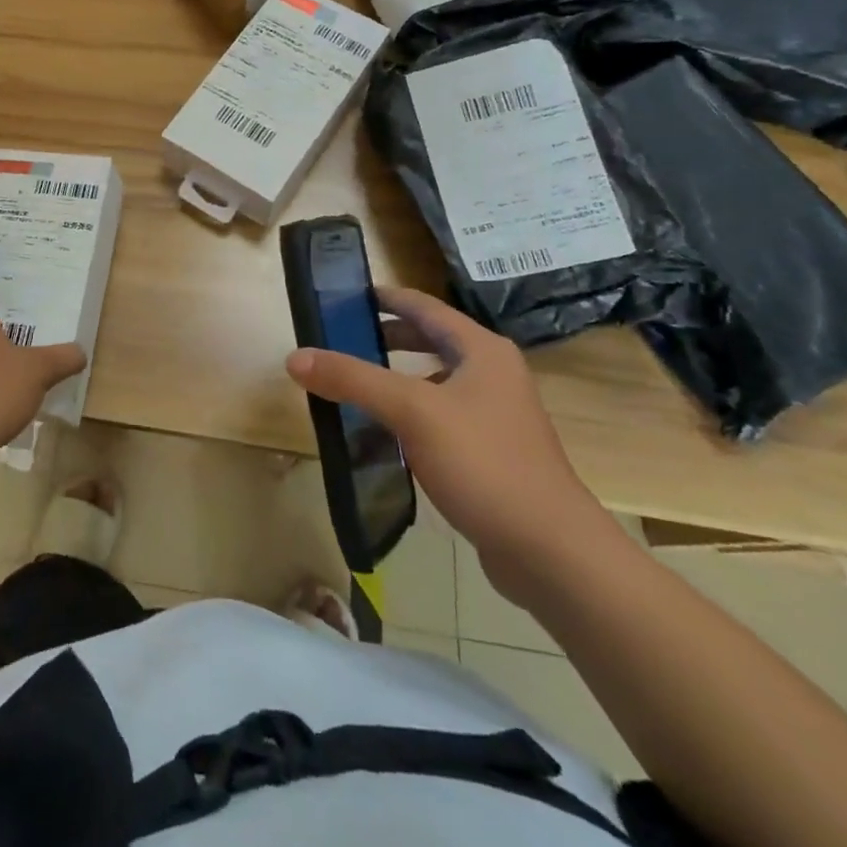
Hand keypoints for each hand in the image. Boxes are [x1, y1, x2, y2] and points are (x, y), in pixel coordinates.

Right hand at [286, 286, 616, 607]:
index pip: (424, 306)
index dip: (385, 297)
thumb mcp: (411, 411)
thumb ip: (353, 379)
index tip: (345, 295)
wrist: (551, 551)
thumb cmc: (483, 463)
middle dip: (386, 336)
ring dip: (396, 377)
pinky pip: (440, 416)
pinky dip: (410, 413)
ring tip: (354, 383)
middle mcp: (492, 373)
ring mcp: (495, 414)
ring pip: (434, 380)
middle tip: (340, 338)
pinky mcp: (492, 451)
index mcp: (481, 350)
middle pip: (430, 340)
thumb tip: (295, 357)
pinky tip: (383, 433)